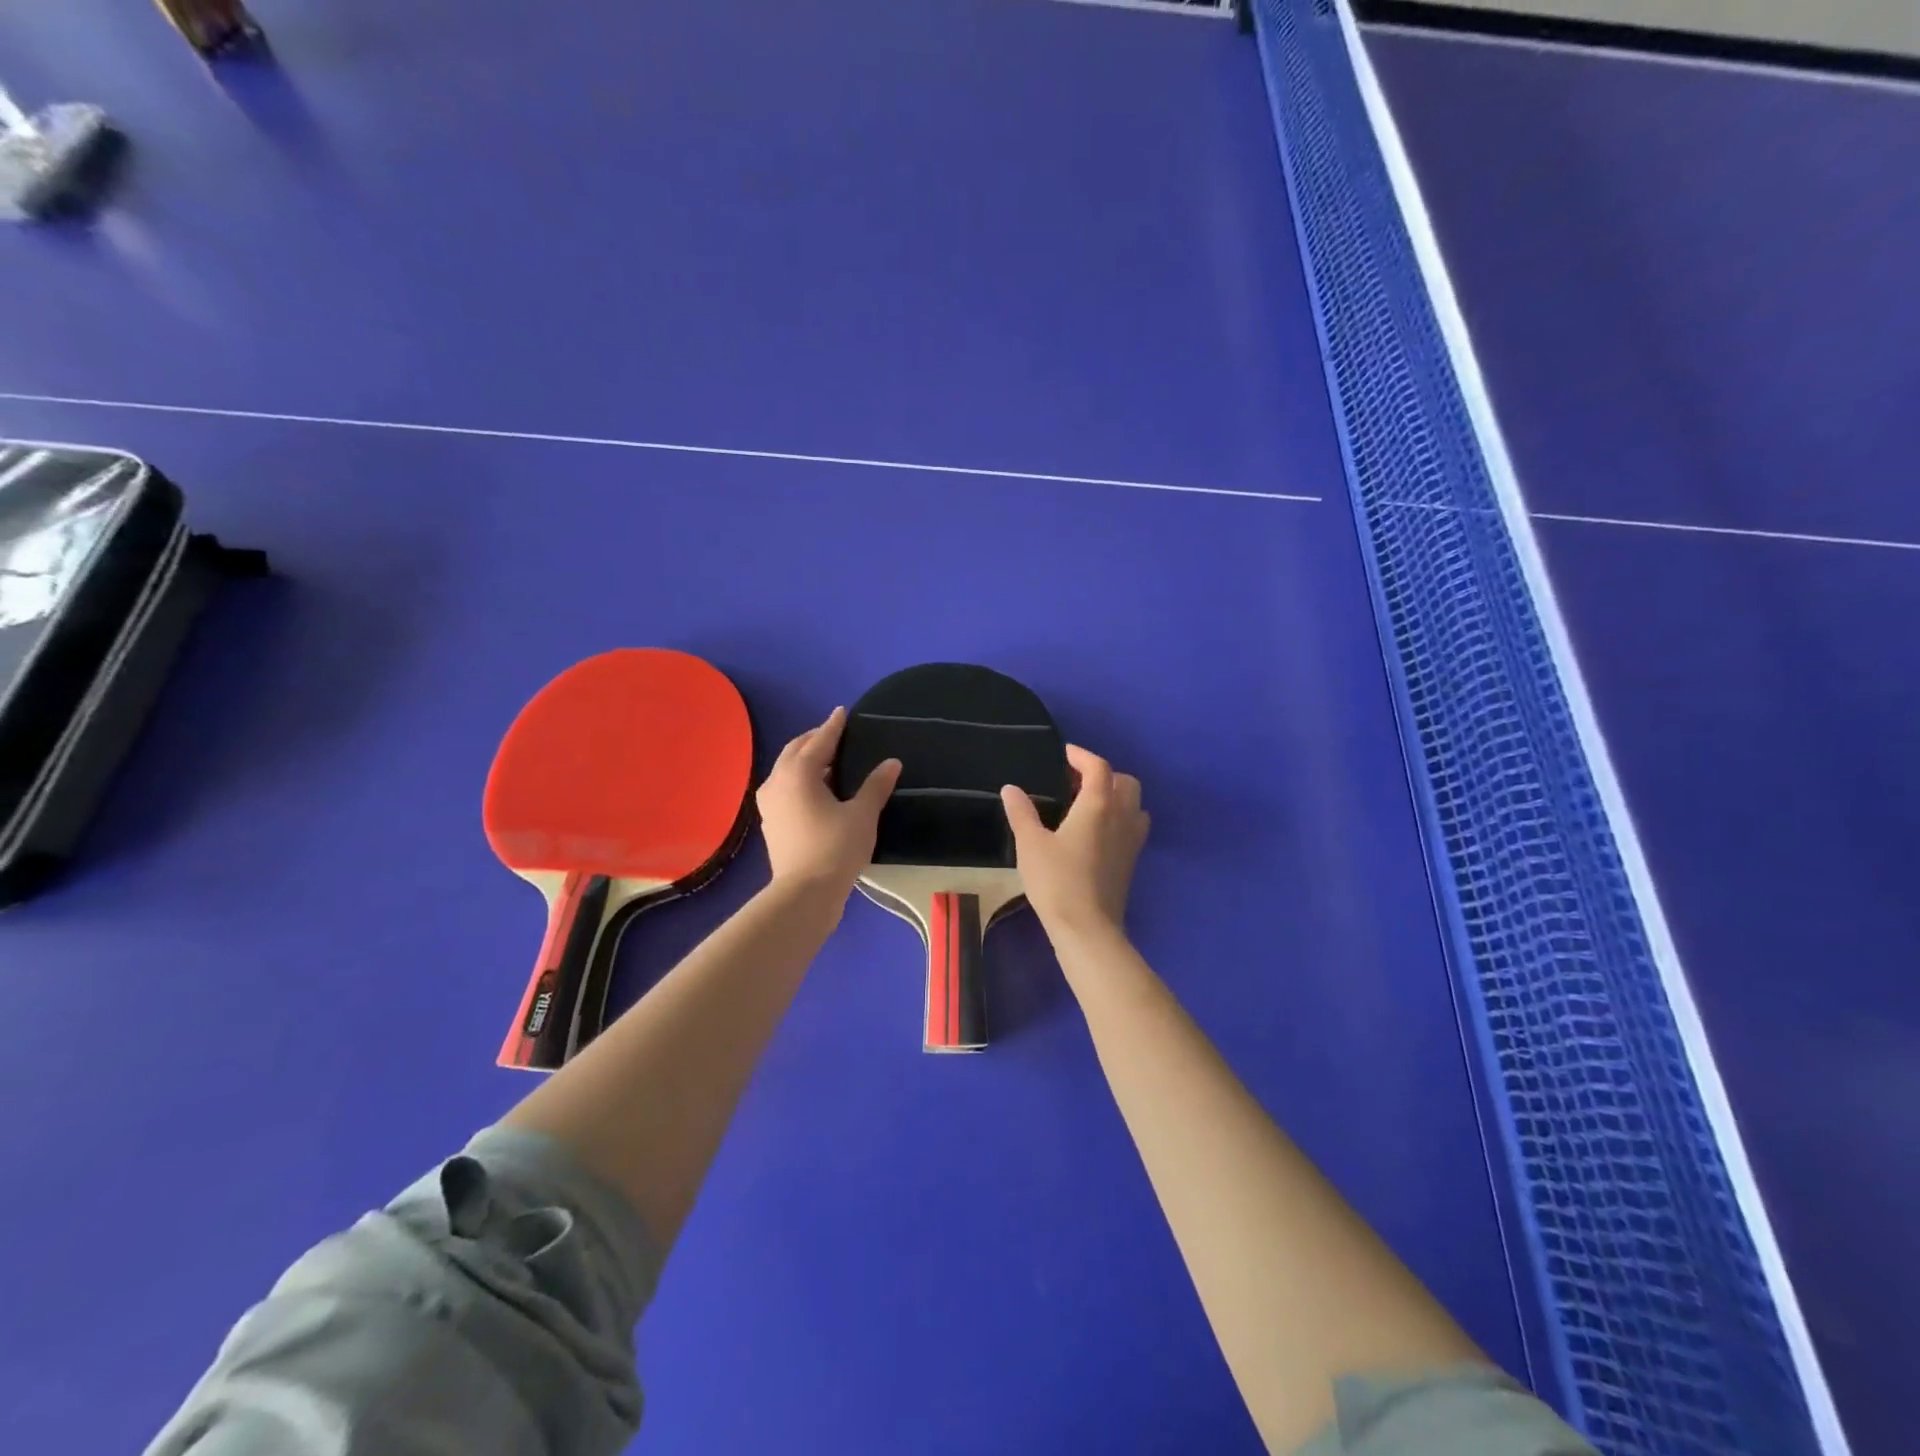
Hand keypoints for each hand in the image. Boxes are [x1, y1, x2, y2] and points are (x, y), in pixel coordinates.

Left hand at [757, 708, 899, 896]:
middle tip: (835, 734)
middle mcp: (778, 781)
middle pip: (796, 750)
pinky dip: (800, 778)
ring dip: (806, 759)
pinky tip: (817, 789)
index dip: (834, 726)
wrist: (804, 894)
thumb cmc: (835, 849)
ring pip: (787, 769)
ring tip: (828, 760)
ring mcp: (769, 803)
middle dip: (815, 739)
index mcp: (799, 773)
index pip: (820, 740)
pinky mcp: (771, 822)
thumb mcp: (862, 815)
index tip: (842, 712)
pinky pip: (785, 787)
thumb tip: (892, 762)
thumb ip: (875, 785)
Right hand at [1002, 745, 1148, 938]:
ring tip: (1088, 804)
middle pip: (1124, 781)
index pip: (1098, 767)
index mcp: (1098, 805)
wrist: (1087, 927)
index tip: (1064, 754)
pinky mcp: (1131, 861)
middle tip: (1075, 782)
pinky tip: (1097, 832)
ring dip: (1116, 795)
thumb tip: (1011, 789)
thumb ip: (1021, 812)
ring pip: (1134, 804)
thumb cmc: (1057, 881)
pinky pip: (1133, 826)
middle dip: (1103, 774)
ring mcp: (1131, 840)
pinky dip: (1120, 817)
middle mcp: (1121, 816)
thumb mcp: (1030, 844)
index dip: (1082, 756)